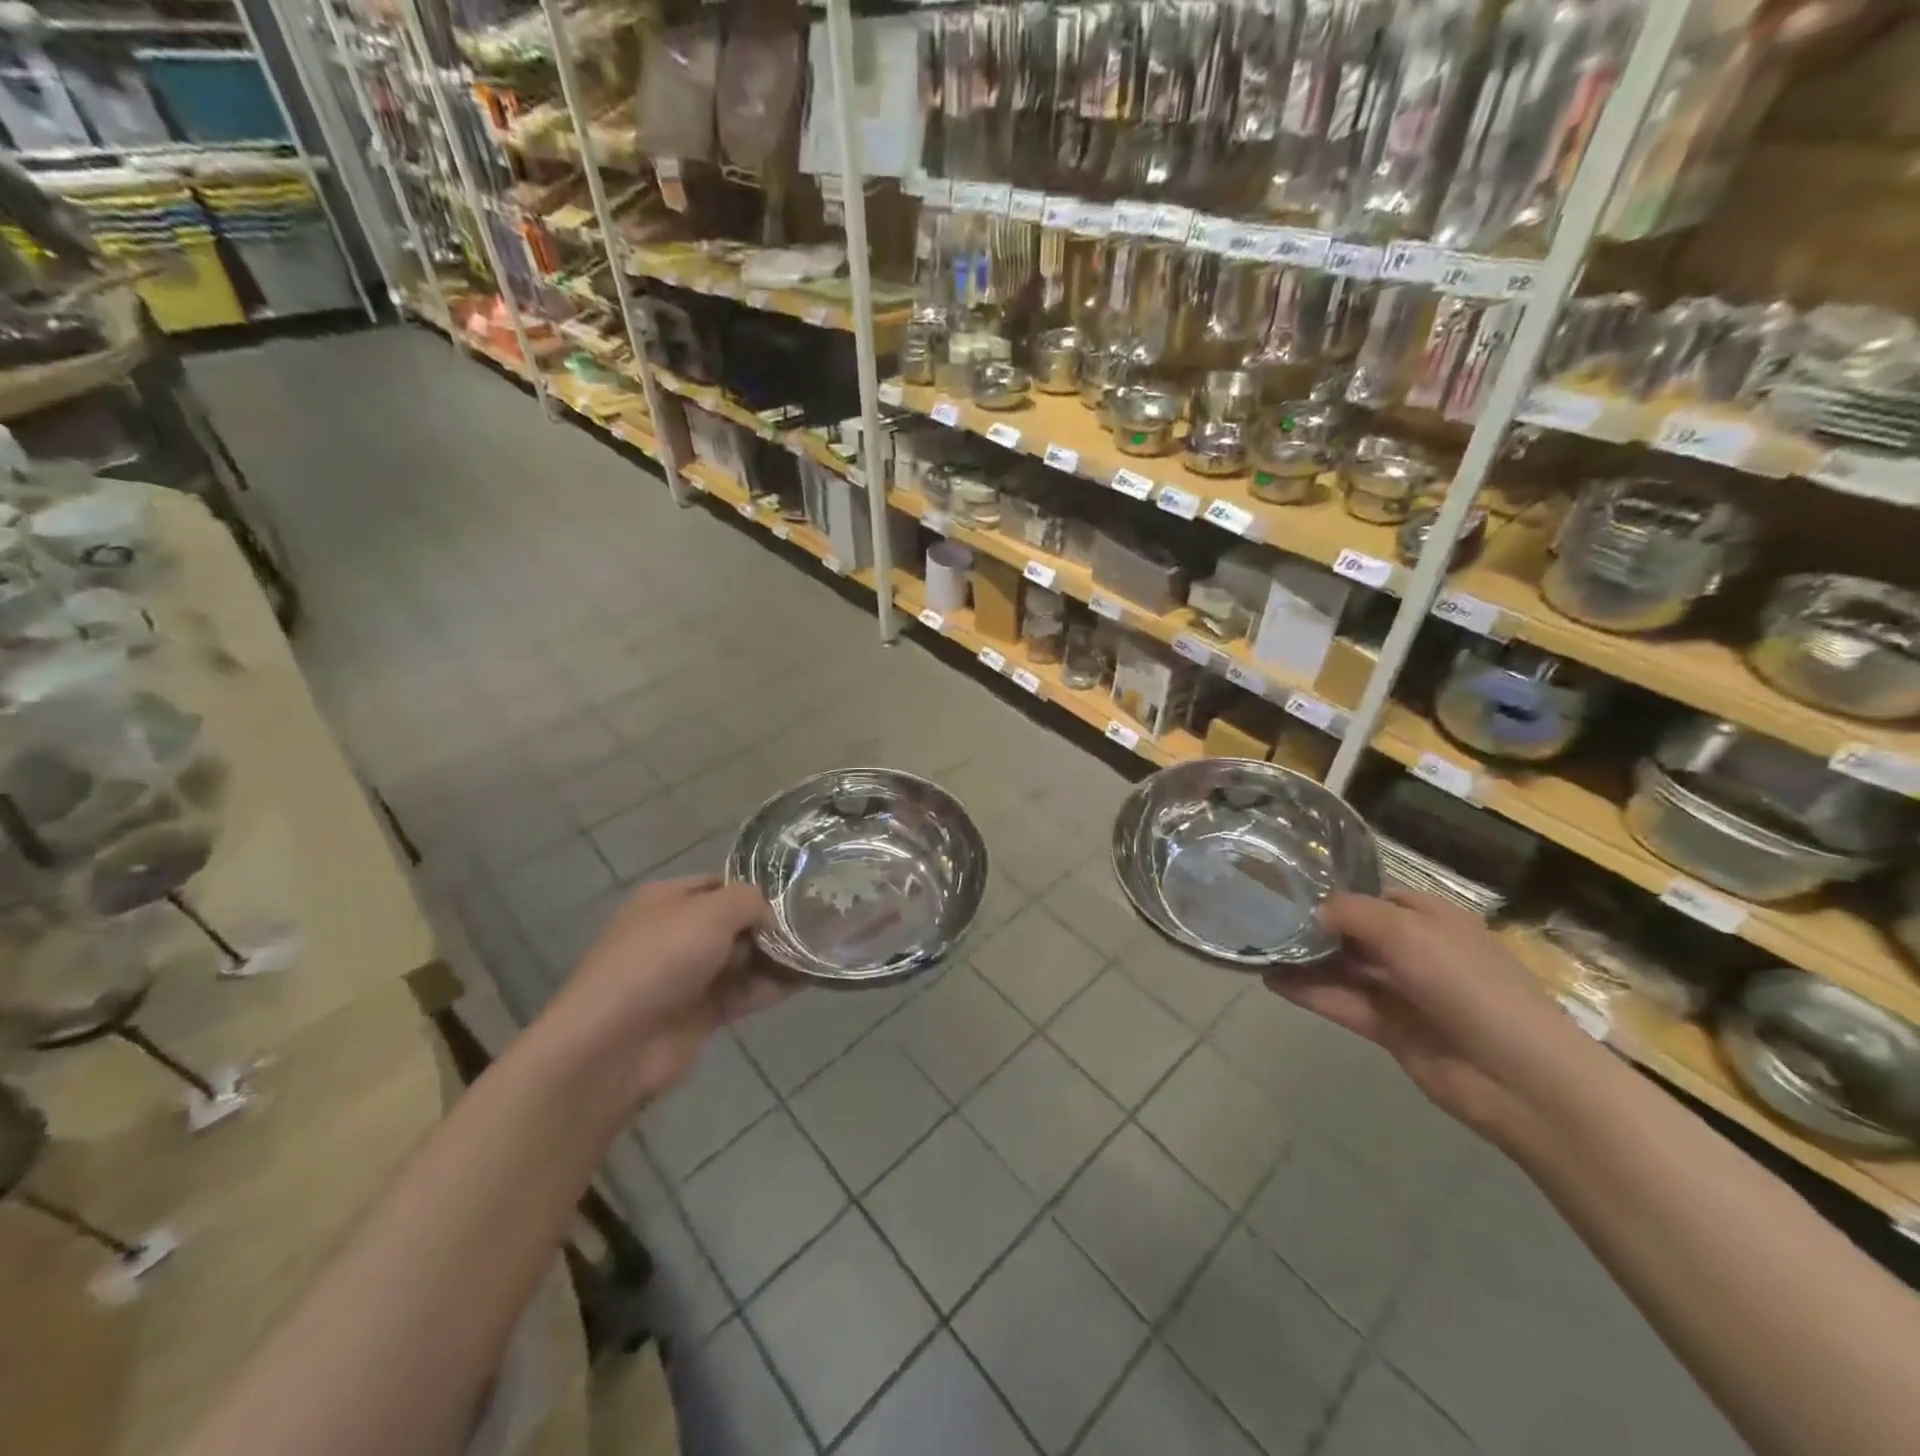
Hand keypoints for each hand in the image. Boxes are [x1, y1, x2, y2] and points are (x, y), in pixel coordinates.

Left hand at [547, 876, 797, 1111]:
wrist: (613, 1046)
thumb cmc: (660, 961)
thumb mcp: (710, 912)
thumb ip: (748, 901)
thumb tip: (769, 913)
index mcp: (667, 900)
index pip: (720, 883)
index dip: (757, 887)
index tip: (798, 894)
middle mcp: (676, 933)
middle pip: (735, 923)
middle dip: (772, 924)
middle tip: (818, 922)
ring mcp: (687, 976)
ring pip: (743, 959)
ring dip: (778, 957)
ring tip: (822, 950)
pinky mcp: (699, 1014)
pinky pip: (743, 993)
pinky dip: (771, 987)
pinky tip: (807, 980)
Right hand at [1266, 891, 1604, 1147]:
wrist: (1521, 1079)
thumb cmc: (1468, 986)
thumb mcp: (1408, 933)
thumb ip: (1352, 914)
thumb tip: (1312, 911)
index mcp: (1431, 918)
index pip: (1373, 897)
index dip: (1333, 893)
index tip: (1285, 888)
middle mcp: (1415, 950)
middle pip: (1353, 932)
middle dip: (1311, 926)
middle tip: (1259, 917)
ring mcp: (1403, 992)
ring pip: (1343, 968)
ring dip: (1304, 960)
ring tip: (1255, 948)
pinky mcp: (1390, 1029)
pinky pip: (1342, 1002)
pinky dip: (1309, 992)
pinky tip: (1270, 980)